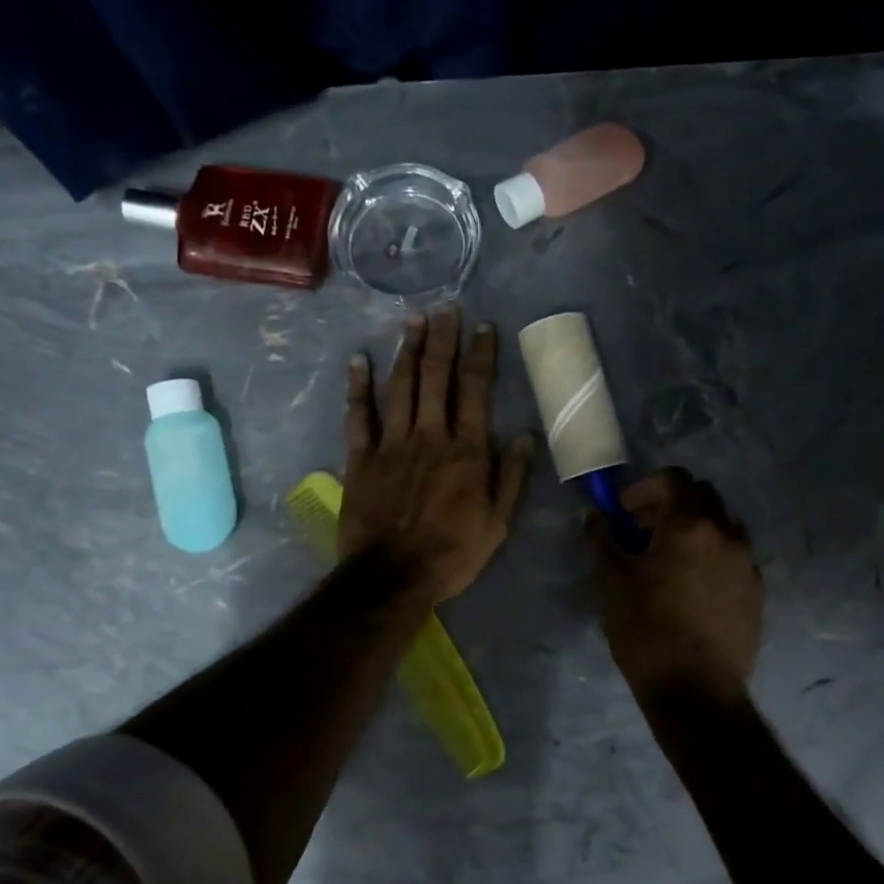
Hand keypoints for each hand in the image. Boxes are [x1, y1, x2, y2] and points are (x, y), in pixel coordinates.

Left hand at [340, 306, 533, 602]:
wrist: (393, 576)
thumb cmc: (452, 553)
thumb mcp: (497, 523)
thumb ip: (511, 477)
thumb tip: (526, 436)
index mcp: (467, 451)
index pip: (476, 391)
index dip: (480, 355)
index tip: (482, 327)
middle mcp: (430, 435)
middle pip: (436, 377)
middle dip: (442, 339)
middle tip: (445, 308)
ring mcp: (392, 443)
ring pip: (400, 387)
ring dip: (407, 350)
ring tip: (413, 319)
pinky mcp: (362, 457)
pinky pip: (359, 415)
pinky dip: (358, 387)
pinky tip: (359, 360)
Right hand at [588, 469, 763, 707]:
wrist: (697, 692)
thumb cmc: (647, 630)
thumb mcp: (611, 581)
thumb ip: (601, 539)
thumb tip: (595, 516)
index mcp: (691, 524)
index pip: (673, 479)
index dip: (643, 488)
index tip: (623, 512)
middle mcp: (727, 533)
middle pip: (700, 495)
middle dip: (669, 504)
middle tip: (641, 531)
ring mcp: (747, 562)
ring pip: (720, 523)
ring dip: (692, 527)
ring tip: (666, 559)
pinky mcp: (756, 590)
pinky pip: (732, 554)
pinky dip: (710, 553)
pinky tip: (688, 586)